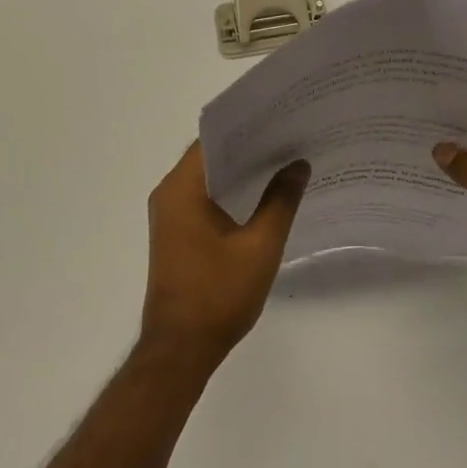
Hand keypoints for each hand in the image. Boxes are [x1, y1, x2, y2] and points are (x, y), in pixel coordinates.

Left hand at [141, 142, 310, 370]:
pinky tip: (264, 195)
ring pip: (208, 178)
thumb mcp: (260, 246)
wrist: (181, 349)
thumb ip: (280, 201)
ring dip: (240, 170)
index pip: (212, 139)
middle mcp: (169, 194)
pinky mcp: (176, 233)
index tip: (279, 118)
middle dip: (248, 146)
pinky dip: (231, 192)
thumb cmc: (218, 294)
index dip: (246, 126)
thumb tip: (298, 164)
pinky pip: (204, 198)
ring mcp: (170, 215)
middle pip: (210, 156)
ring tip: (284, 160)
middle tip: (290, 136)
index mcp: (182, 189)